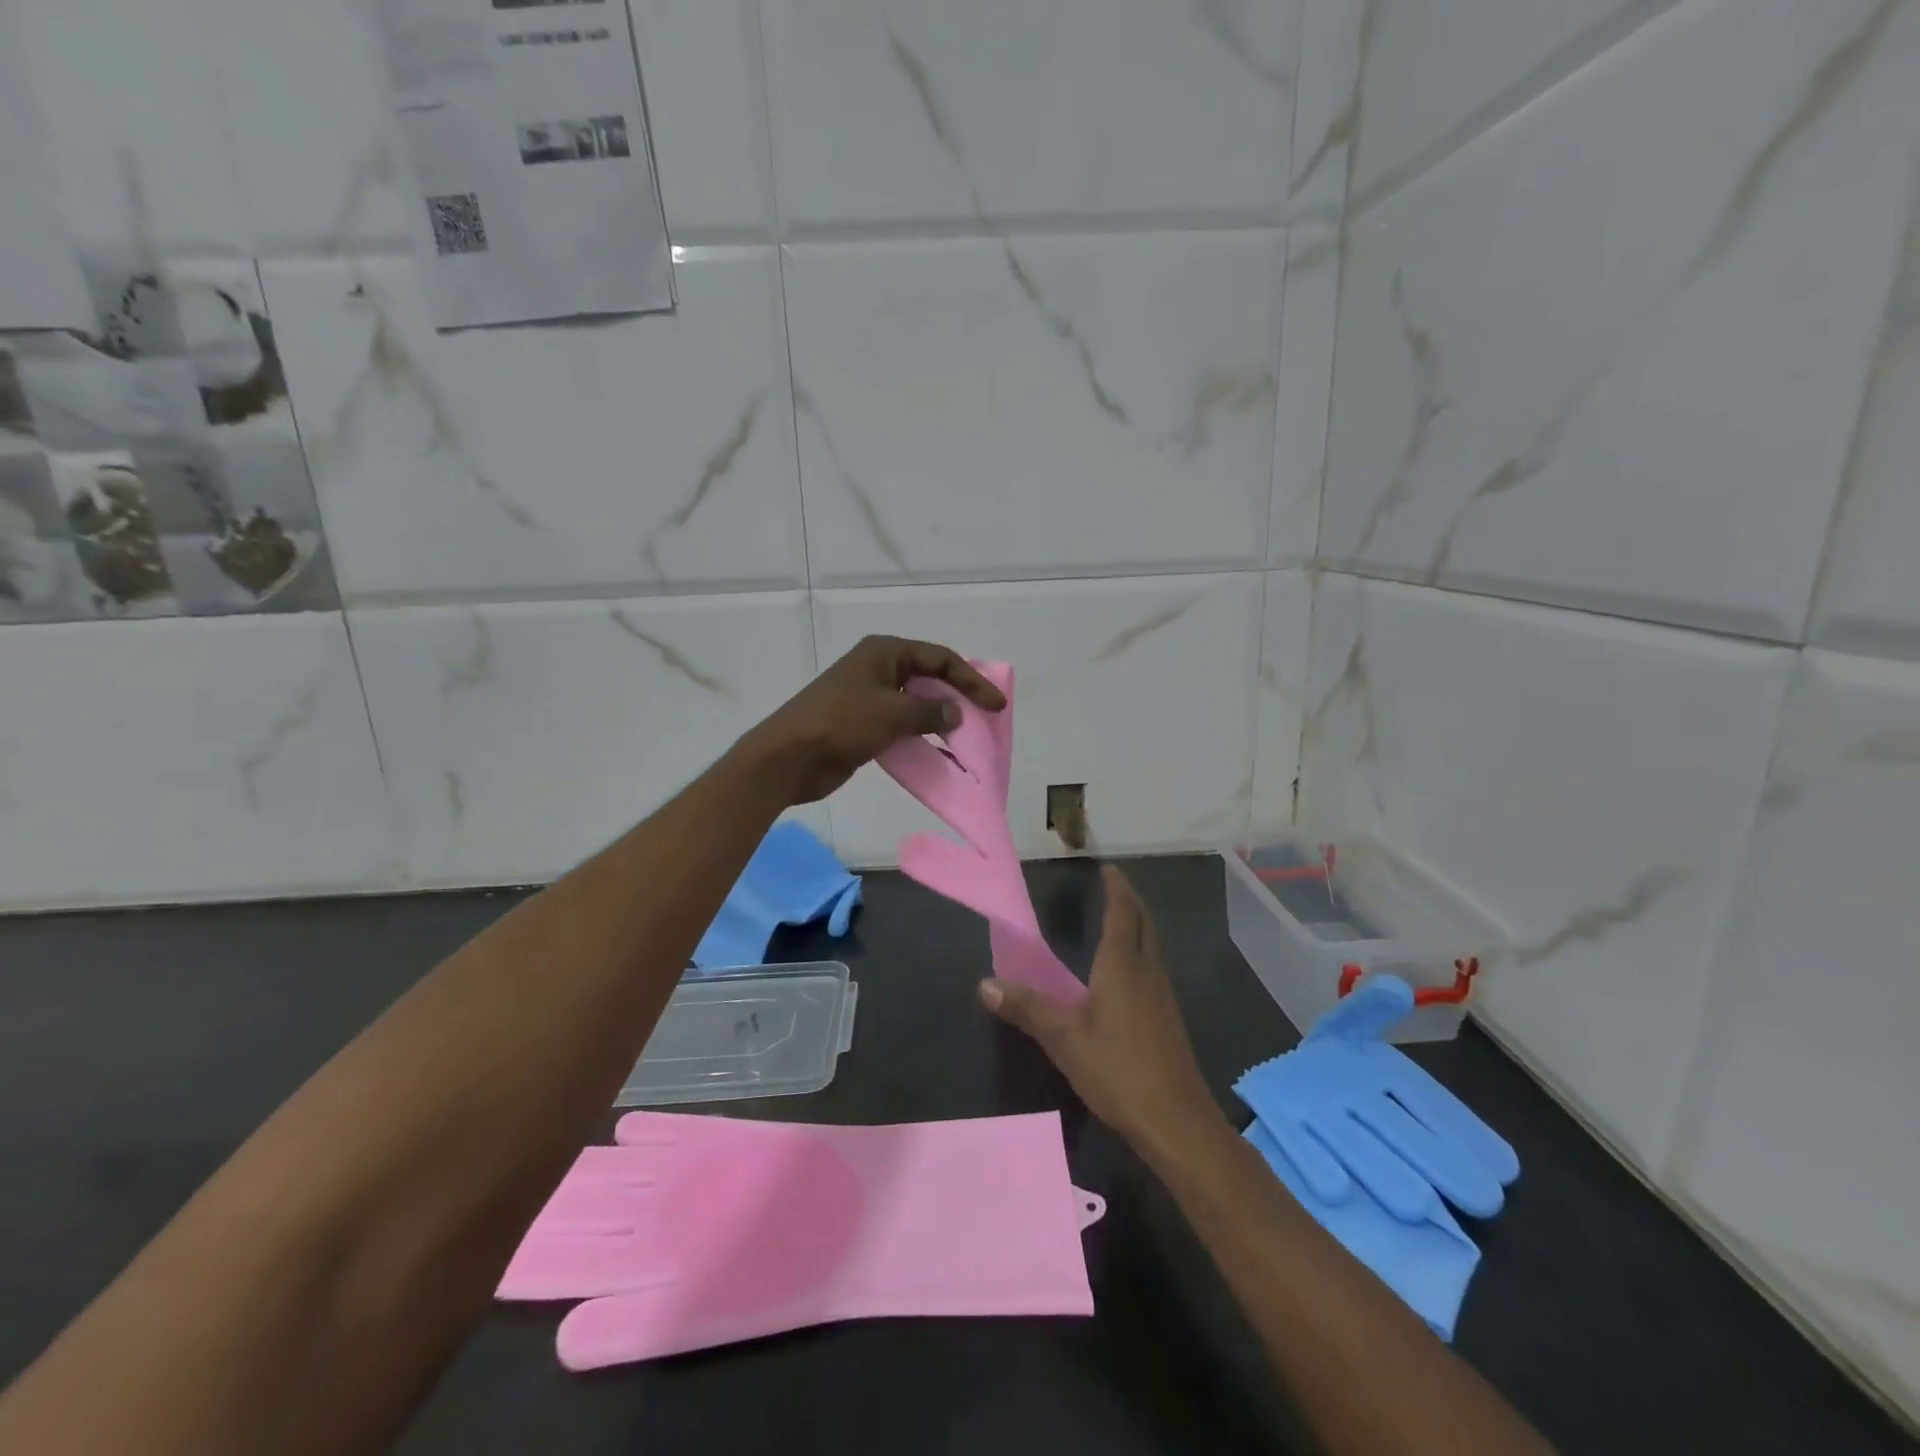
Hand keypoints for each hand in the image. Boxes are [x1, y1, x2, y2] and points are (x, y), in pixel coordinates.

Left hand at [742, 636, 1006, 805]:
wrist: (789, 757)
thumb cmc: (841, 724)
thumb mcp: (892, 713)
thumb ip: (929, 711)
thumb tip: (954, 713)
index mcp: (884, 652)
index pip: (939, 658)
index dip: (971, 680)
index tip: (995, 705)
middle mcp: (878, 668)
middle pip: (928, 677)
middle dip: (957, 696)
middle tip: (985, 717)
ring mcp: (868, 696)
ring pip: (915, 703)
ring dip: (939, 718)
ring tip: (966, 737)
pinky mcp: (862, 723)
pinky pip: (901, 724)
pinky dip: (920, 735)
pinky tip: (937, 751)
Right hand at [980, 865, 1224, 1157]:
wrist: (1176, 1121)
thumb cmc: (1118, 1070)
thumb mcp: (1063, 1039)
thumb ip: (1026, 1008)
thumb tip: (985, 983)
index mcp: (1123, 965)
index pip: (1122, 912)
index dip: (1116, 888)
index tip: (1107, 868)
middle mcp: (1147, 971)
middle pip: (1144, 923)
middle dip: (1130, 901)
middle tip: (1112, 886)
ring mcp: (1163, 995)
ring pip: (1152, 945)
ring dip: (1138, 925)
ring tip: (1118, 919)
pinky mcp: (1168, 1019)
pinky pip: (1154, 967)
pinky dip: (1140, 951)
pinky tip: (1127, 972)